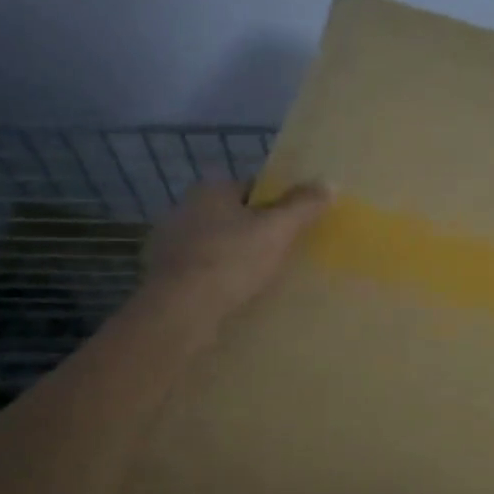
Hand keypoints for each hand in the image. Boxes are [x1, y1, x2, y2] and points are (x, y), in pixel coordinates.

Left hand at [137, 180, 329, 332]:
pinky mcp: (164, 276)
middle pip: (233, 216)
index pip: (252, 188)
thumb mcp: (278, 230)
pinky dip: (218, 279)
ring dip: (235, 257)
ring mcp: (170, 244)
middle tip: (283, 254)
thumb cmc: (232, 260)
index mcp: (210, 190)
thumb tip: (329, 183)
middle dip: (255, 232)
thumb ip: (303, 206)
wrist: (181, 310)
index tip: (293, 227)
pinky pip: (202, 271)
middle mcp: (185, 209)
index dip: (276, 205)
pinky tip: (235, 296)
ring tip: (262, 279)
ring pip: (216, 245)